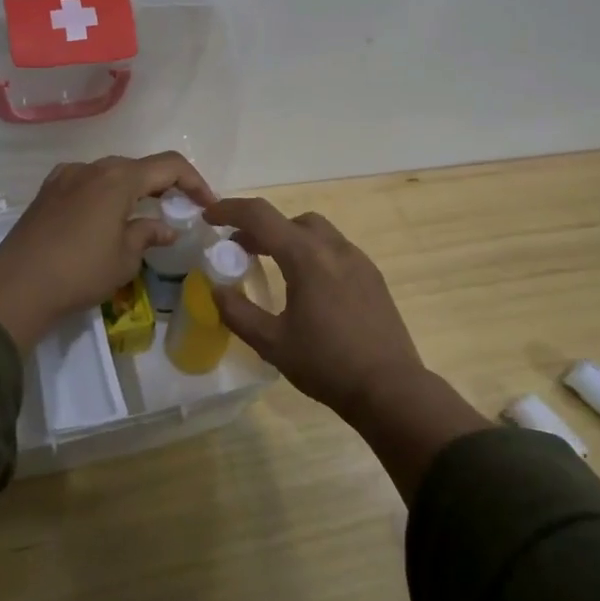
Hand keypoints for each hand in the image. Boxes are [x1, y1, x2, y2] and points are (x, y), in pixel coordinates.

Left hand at [0, 152, 214, 351]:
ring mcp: (66, 176)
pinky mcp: (47, 191)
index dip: (194, 181)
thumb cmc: (80, 271)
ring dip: (132, 189)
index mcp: (119, 178)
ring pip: (110, 173)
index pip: (169, 165)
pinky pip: (86, 182)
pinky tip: (104, 216)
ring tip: (142, 215)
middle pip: (139, 166)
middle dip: (163, 185)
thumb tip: (165, 227)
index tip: (207, 204)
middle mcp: (93, 167)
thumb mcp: (124, 258)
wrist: (17, 284)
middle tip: (178, 210)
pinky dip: (104, 193)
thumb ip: (148, 234)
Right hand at [202, 198, 427, 419]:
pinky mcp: (372, 276)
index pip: (260, 216)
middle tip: (240, 250)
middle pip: (290, 219)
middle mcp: (334, 248)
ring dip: (288, 239)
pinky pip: (335, 250)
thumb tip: (216, 290)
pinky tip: (307, 287)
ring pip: (316, 232)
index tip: (209, 218)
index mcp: (306, 256)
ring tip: (273, 266)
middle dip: (261, 227)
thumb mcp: (272, 343)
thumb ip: (238, 312)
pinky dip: (312, 253)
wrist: (390, 389)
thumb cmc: (326, 364)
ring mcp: (358, 260)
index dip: (230, 210)